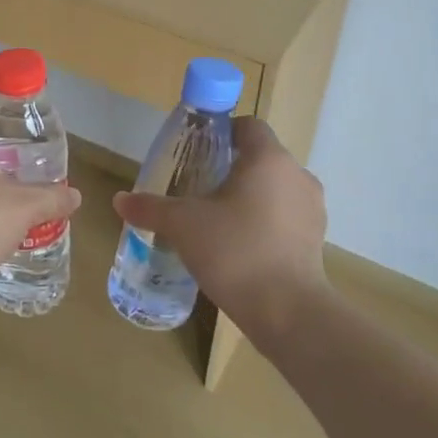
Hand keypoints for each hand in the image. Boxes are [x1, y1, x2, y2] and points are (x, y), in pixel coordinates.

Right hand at [113, 117, 327, 334]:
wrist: (287, 311)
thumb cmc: (234, 251)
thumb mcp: (183, 225)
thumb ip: (151, 208)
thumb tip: (120, 200)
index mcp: (268, 159)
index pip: (249, 126)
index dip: (223, 132)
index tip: (199, 152)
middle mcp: (297, 175)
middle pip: (261, 158)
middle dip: (232, 170)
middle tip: (200, 190)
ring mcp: (312, 209)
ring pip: (276, 189)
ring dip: (251, 198)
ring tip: (219, 222)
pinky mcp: (317, 240)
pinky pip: (286, 219)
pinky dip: (266, 224)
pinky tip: (241, 248)